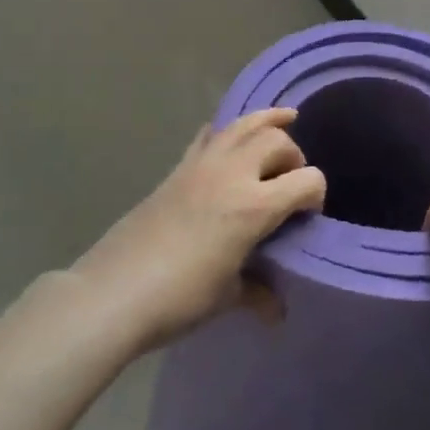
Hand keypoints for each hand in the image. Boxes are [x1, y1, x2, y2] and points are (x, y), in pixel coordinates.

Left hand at [75, 109, 324, 352]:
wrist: (112, 294)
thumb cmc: (178, 298)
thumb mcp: (227, 297)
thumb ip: (258, 293)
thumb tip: (276, 310)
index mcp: (254, 206)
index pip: (307, 180)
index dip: (317, 195)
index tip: (308, 216)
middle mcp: (232, 175)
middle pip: (277, 141)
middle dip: (294, 157)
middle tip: (290, 183)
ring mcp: (201, 166)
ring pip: (243, 125)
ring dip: (268, 121)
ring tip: (286, 118)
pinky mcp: (177, 169)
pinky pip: (209, 136)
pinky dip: (227, 131)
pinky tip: (232, 137)